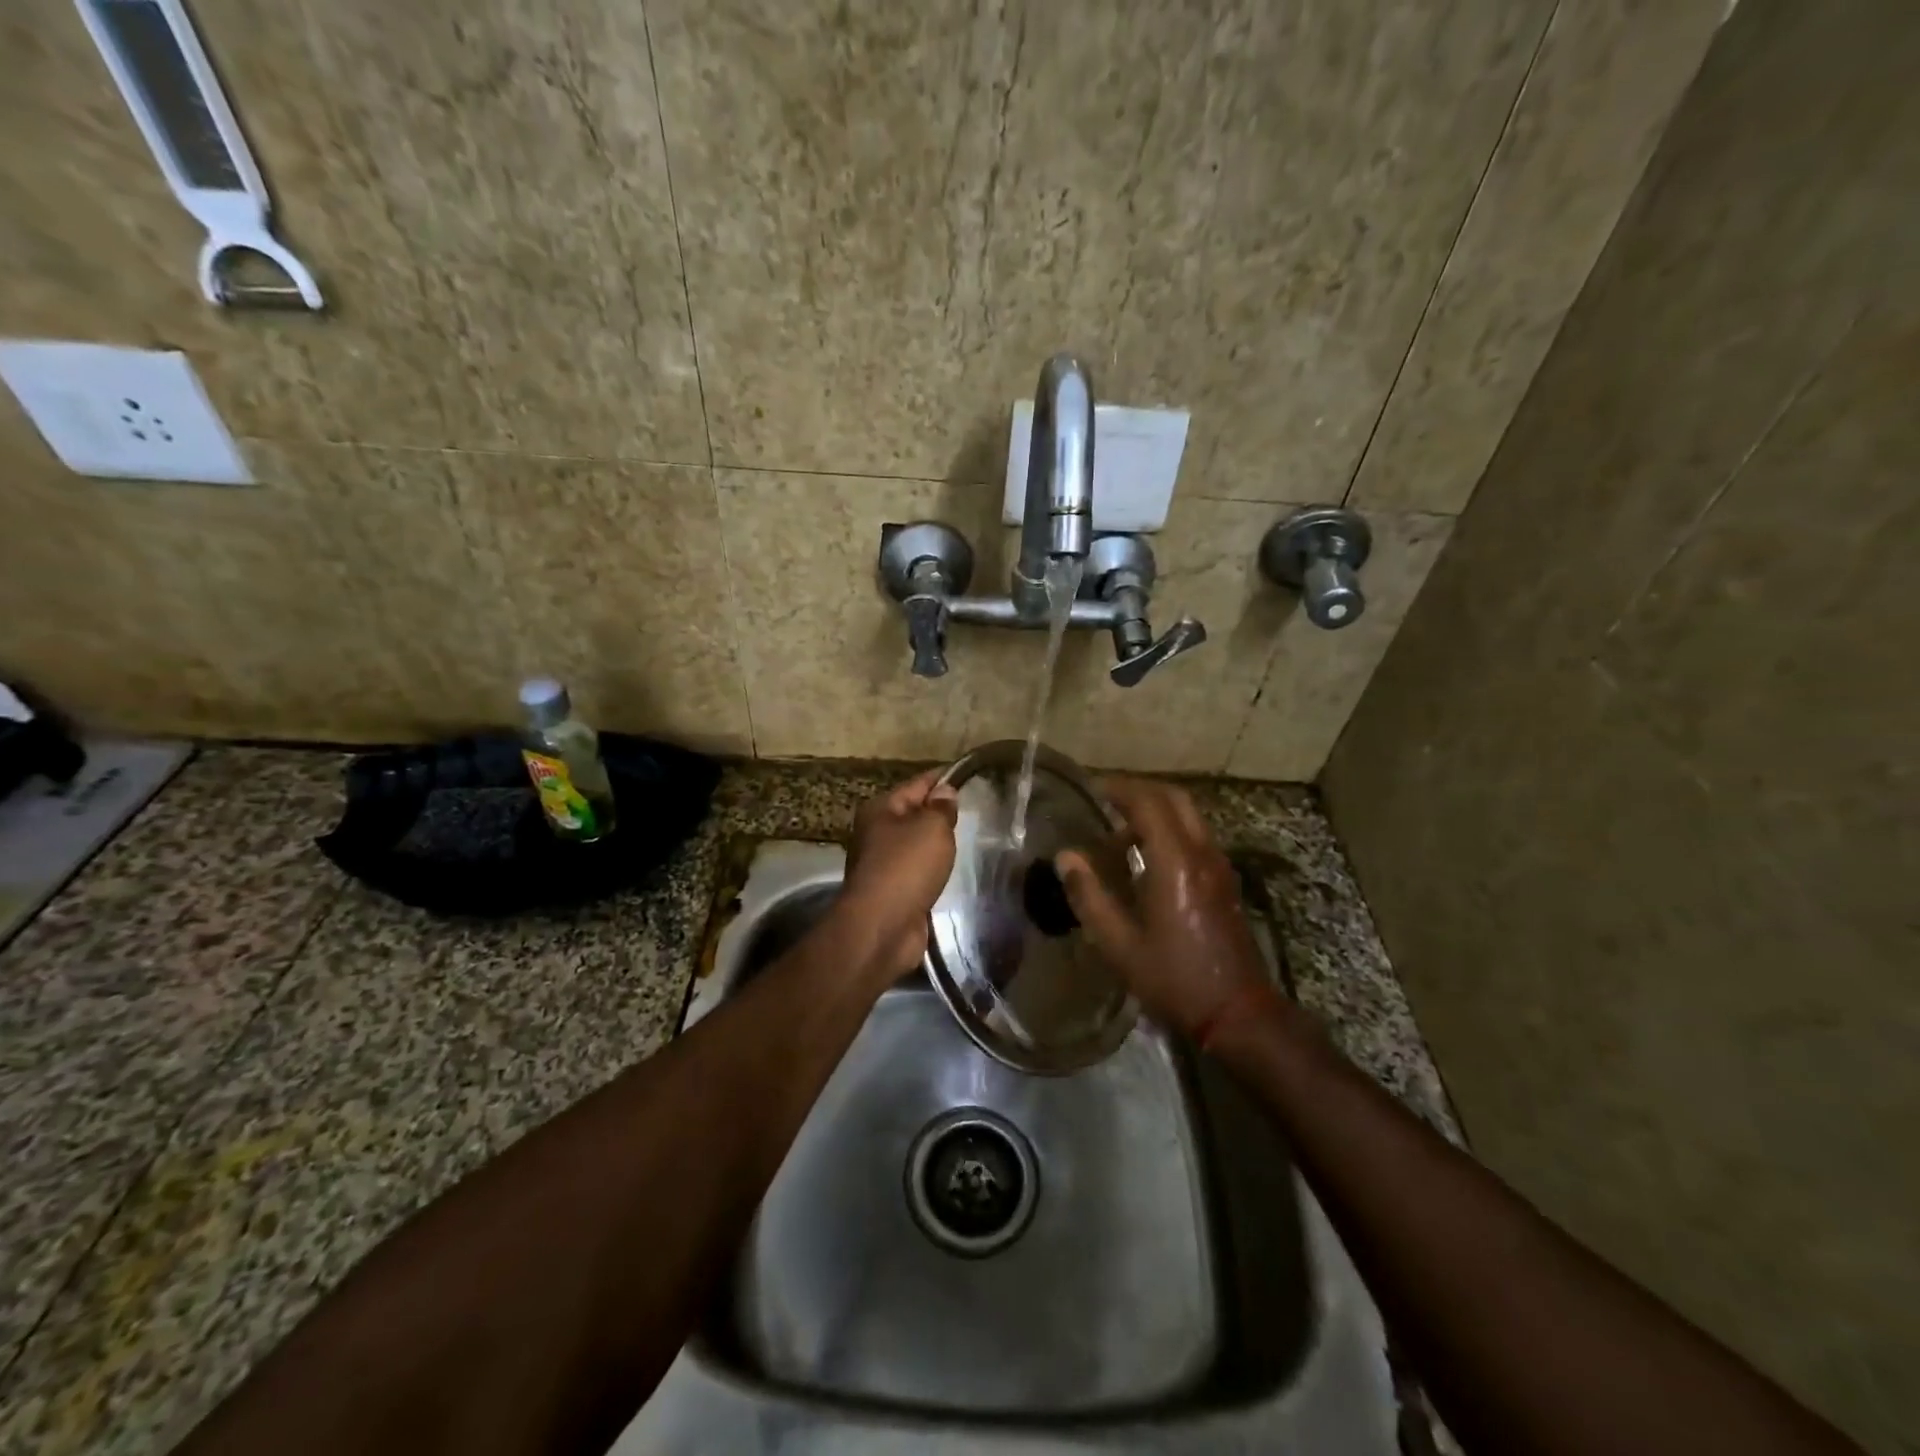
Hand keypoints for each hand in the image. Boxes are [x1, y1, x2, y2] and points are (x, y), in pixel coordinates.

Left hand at [835, 768, 959, 975]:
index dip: (944, 779)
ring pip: (917, 845)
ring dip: (938, 845)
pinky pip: (919, 872)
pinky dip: (934, 871)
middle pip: (915, 814)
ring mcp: (883, 865)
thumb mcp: (931, 828)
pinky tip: (953, 871)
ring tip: (970, 840)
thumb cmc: (905, 867)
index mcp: (881, 809)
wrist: (882, 928)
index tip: (970, 775)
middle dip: (941, 813)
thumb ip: (941, 808)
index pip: (918, 783)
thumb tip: (945, 792)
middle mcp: (877, 833)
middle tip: (978, 811)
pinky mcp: (893, 892)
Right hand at [1055, 777, 1269, 1041]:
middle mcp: (1202, 853)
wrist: (1238, 1012)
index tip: (1090, 787)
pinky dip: (1168, 829)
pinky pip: (1194, 836)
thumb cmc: (1174, 978)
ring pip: (1187, 815)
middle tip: (1105, 798)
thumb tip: (1065, 857)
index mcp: (1175, 862)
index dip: (1118, 787)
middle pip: (1173, 798)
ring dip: (1154, 810)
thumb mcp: (1119, 944)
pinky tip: (1144, 858)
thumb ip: (1090, 895)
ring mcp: (1218, 866)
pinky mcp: (1224, 881)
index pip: (1148, 802)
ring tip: (1117, 832)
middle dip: (1138, 790)